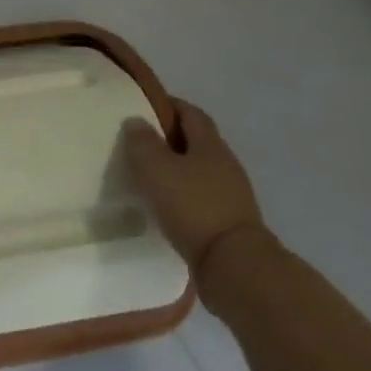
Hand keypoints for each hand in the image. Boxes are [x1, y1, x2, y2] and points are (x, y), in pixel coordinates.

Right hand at [123, 98, 266, 274]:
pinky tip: (165, 207)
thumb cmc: (193, 206)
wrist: (234, 266)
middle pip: (197, 141)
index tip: (143, 106)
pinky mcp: (229, 223)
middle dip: (170, 139)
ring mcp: (232, 195)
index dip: (169, 105)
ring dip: (176, 170)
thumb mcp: (157, 168)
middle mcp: (226, 164)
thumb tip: (136, 121)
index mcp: (210, 144)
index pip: (191, 112)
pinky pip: (201, 198)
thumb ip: (142, 143)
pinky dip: (182, 196)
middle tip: (139, 143)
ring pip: (199, 171)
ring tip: (148, 177)